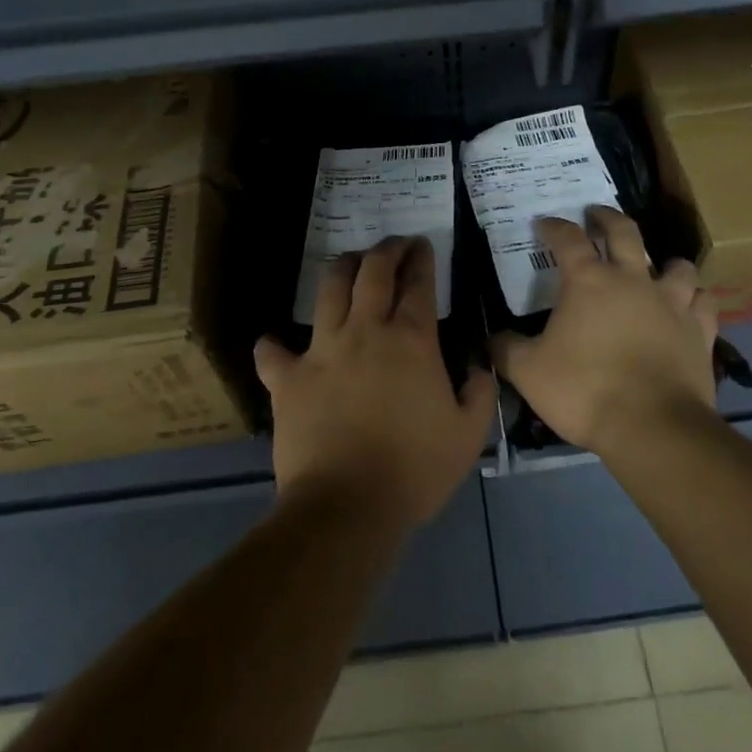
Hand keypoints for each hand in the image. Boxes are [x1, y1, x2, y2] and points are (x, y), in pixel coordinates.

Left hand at [255, 237, 496, 536]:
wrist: (347, 507)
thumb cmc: (414, 470)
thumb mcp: (468, 436)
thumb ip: (479, 393)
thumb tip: (478, 367)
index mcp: (410, 340)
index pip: (417, 283)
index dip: (421, 259)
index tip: (422, 245)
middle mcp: (365, 330)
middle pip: (373, 270)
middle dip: (386, 249)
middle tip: (394, 244)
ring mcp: (322, 350)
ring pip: (328, 289)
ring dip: (341, 269)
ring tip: (349, 264)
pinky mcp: (288, 378)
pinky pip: (273, 352)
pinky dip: (274, 346)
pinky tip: (275, 345)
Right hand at [490, 208, 719, 455]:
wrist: (652, 427)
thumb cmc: (585, 391)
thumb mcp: (529, 372)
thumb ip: (507, 350)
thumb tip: (490, 339)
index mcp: (588, 281)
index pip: (567, 239)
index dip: (554, 227)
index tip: (544, 223)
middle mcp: (632, 280)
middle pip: (624, 232)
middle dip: (608, 218)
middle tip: (597, 214)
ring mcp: (671, 302)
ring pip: (676, 265)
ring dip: (665, 262)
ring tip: (656, 267)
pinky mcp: (700, 330)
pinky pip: (704, 303)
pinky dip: (696, 300)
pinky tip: (690, 307)